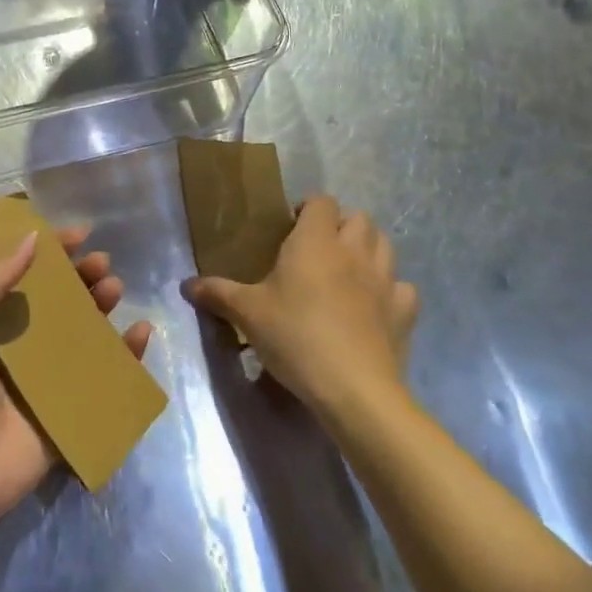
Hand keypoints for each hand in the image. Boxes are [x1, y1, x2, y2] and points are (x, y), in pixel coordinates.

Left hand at [0, 228, 152, 520]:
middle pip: (61, 299)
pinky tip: (140, 332)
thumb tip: (32, 238)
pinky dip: (127, 354)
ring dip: (103, 305)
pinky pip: (106, 375)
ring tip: (114, 289)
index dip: (52, 251)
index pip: (27, 274)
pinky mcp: (71, 407)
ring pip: (85, 330)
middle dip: (83, 276)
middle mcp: (22, 342)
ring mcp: (49, 375)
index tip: (79, 234)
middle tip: (101, 263)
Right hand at [182, 194, 418, 417]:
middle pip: (359, 218)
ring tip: (347, 270)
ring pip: (385, 245)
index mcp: (315, 241)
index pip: (321, 201)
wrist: (353, 390)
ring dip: (369, 249)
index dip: (308, 208)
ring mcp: (385, 280)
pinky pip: (402, 288)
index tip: (290, 227)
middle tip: (318, 248)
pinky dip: (390, 290)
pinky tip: (374, 306)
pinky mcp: (404, 312)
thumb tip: (186, 285)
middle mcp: (354, 251)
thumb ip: (217, 293)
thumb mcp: (247, 314)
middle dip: (341, 225)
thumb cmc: (295, 337)